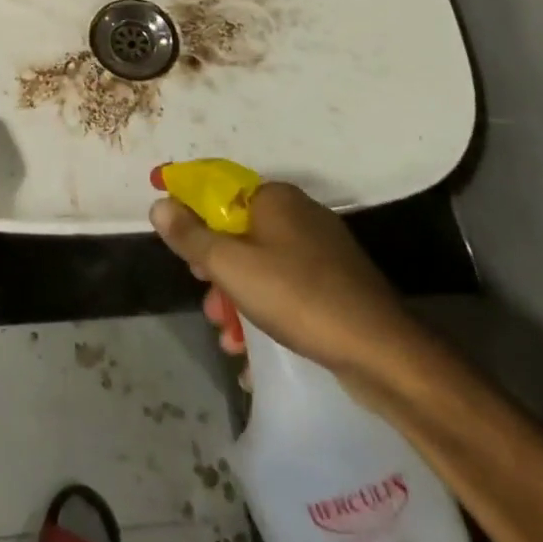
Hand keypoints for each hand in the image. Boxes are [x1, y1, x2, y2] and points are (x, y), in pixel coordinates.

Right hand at [150, 181, 426, 388]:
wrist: (383, 352)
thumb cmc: (298, 297)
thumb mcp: (231, 266)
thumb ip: (191, 235)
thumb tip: (159, 203)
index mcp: (274, 198)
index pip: (217, 188)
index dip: (188, 209)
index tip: (171, 238)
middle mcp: (297, 214)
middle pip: (236, 230)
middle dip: (214, 267)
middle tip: (207, 299)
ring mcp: (320, 249)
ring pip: (259, 263)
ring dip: (236, 296)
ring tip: (229, 336)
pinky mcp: (335, 282)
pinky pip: (284, 285)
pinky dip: (264, 307)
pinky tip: (253, 346)